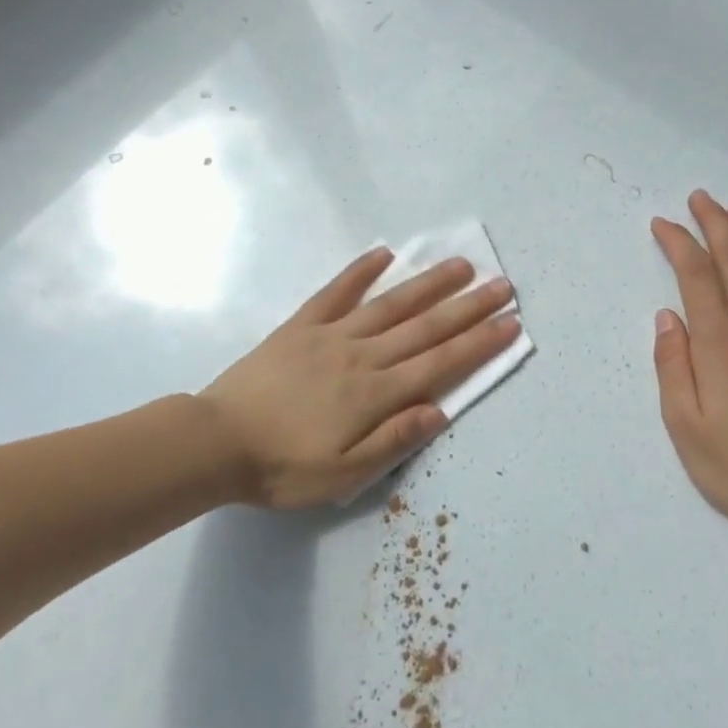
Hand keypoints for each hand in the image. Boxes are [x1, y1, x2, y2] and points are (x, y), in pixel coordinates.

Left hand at [199, 249, 520, 508]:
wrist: (217, 441)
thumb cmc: (283, 467)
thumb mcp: (343, 474)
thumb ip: (393, 440)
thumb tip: (440, 411)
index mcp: (376, 393)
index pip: (440, 364)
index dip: (479, 343)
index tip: (510, 323)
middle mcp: (363, 356)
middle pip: (425, 327)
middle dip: (468, 306)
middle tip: (502, 284)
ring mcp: (332, 334)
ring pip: (391, 304)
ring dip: (428, 284)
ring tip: (460, 265)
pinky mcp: (302, 324)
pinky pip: (336, 292)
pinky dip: (360, 271)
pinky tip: (383, 253)